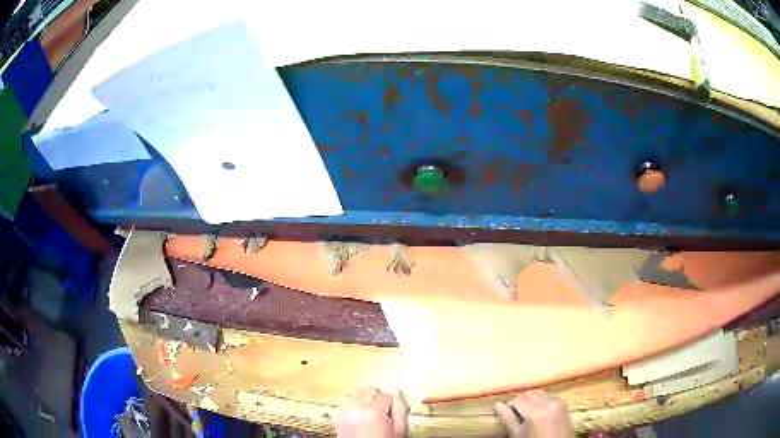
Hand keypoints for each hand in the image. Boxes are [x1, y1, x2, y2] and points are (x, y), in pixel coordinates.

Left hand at [336, 387, 409, 437]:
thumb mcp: (399, 431)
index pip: (388, 396)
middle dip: (379, 400)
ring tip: (372, 419)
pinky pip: (348, 405)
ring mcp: (344, 413)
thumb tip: (399, 394)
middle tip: (384, 416)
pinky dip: (356, 408)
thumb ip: (401, 410)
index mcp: (372, 411)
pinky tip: (362, 421)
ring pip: (358, 396)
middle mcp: (355, 408)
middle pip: (370, 391)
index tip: (393, 418)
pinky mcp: (338, 419)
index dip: (393, 407)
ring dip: (366, 403)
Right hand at [493, 389, 572, 437]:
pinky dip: (541, 401)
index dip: (509, 406)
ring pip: (539, 392)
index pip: (517, 398)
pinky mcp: (564, 406)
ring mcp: (559, 403)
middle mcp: (549, 402)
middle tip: (514, 416)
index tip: (505, 415)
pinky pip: (550, 396)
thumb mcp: (518, 436)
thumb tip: (497, 405)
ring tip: (526, 415)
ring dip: (531, 400)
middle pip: (529, 393)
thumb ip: (508, 420)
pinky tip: (538, 414)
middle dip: (519, 402)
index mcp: (536, 411)